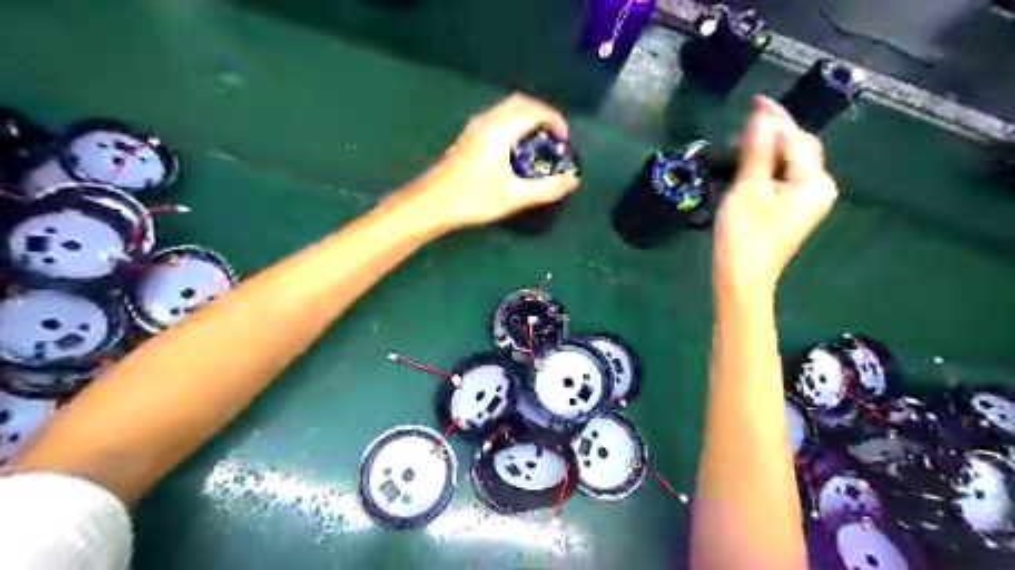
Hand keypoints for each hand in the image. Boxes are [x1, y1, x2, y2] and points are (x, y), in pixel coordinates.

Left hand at [420, 92, 577, 227]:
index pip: (534, 110)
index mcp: (500, 129)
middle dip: (542, 114)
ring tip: (538, 144)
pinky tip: (515, 151)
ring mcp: (474, 128)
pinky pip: (497, 119)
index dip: (554, 120)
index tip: (564, 139)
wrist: (431, 203)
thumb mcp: (514, 196)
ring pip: (506, 110)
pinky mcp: (467, 138)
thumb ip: (546, 188)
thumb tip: (573, 181)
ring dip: (526, 119)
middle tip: (554, 137)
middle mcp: (487, 121)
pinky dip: (513, 125)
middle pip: (520, 102)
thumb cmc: (473, 198)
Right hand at [708, 96, 836, 296]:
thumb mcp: (748, 189)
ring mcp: (806, 202)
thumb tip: (762, 117)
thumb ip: (757, 151)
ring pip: (792, 163)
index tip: (755, 100)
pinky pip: (785, 178)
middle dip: (776, 130)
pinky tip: (752, 161)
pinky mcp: (792, 212)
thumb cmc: (744, 235)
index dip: (776, 119)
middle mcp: (818, 188)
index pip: (796, 139)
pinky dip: (769, 166)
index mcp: (814, 181)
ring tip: (746, 135)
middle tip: (748, 117)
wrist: (741, 279)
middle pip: (800, 148)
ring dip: (771, 147)